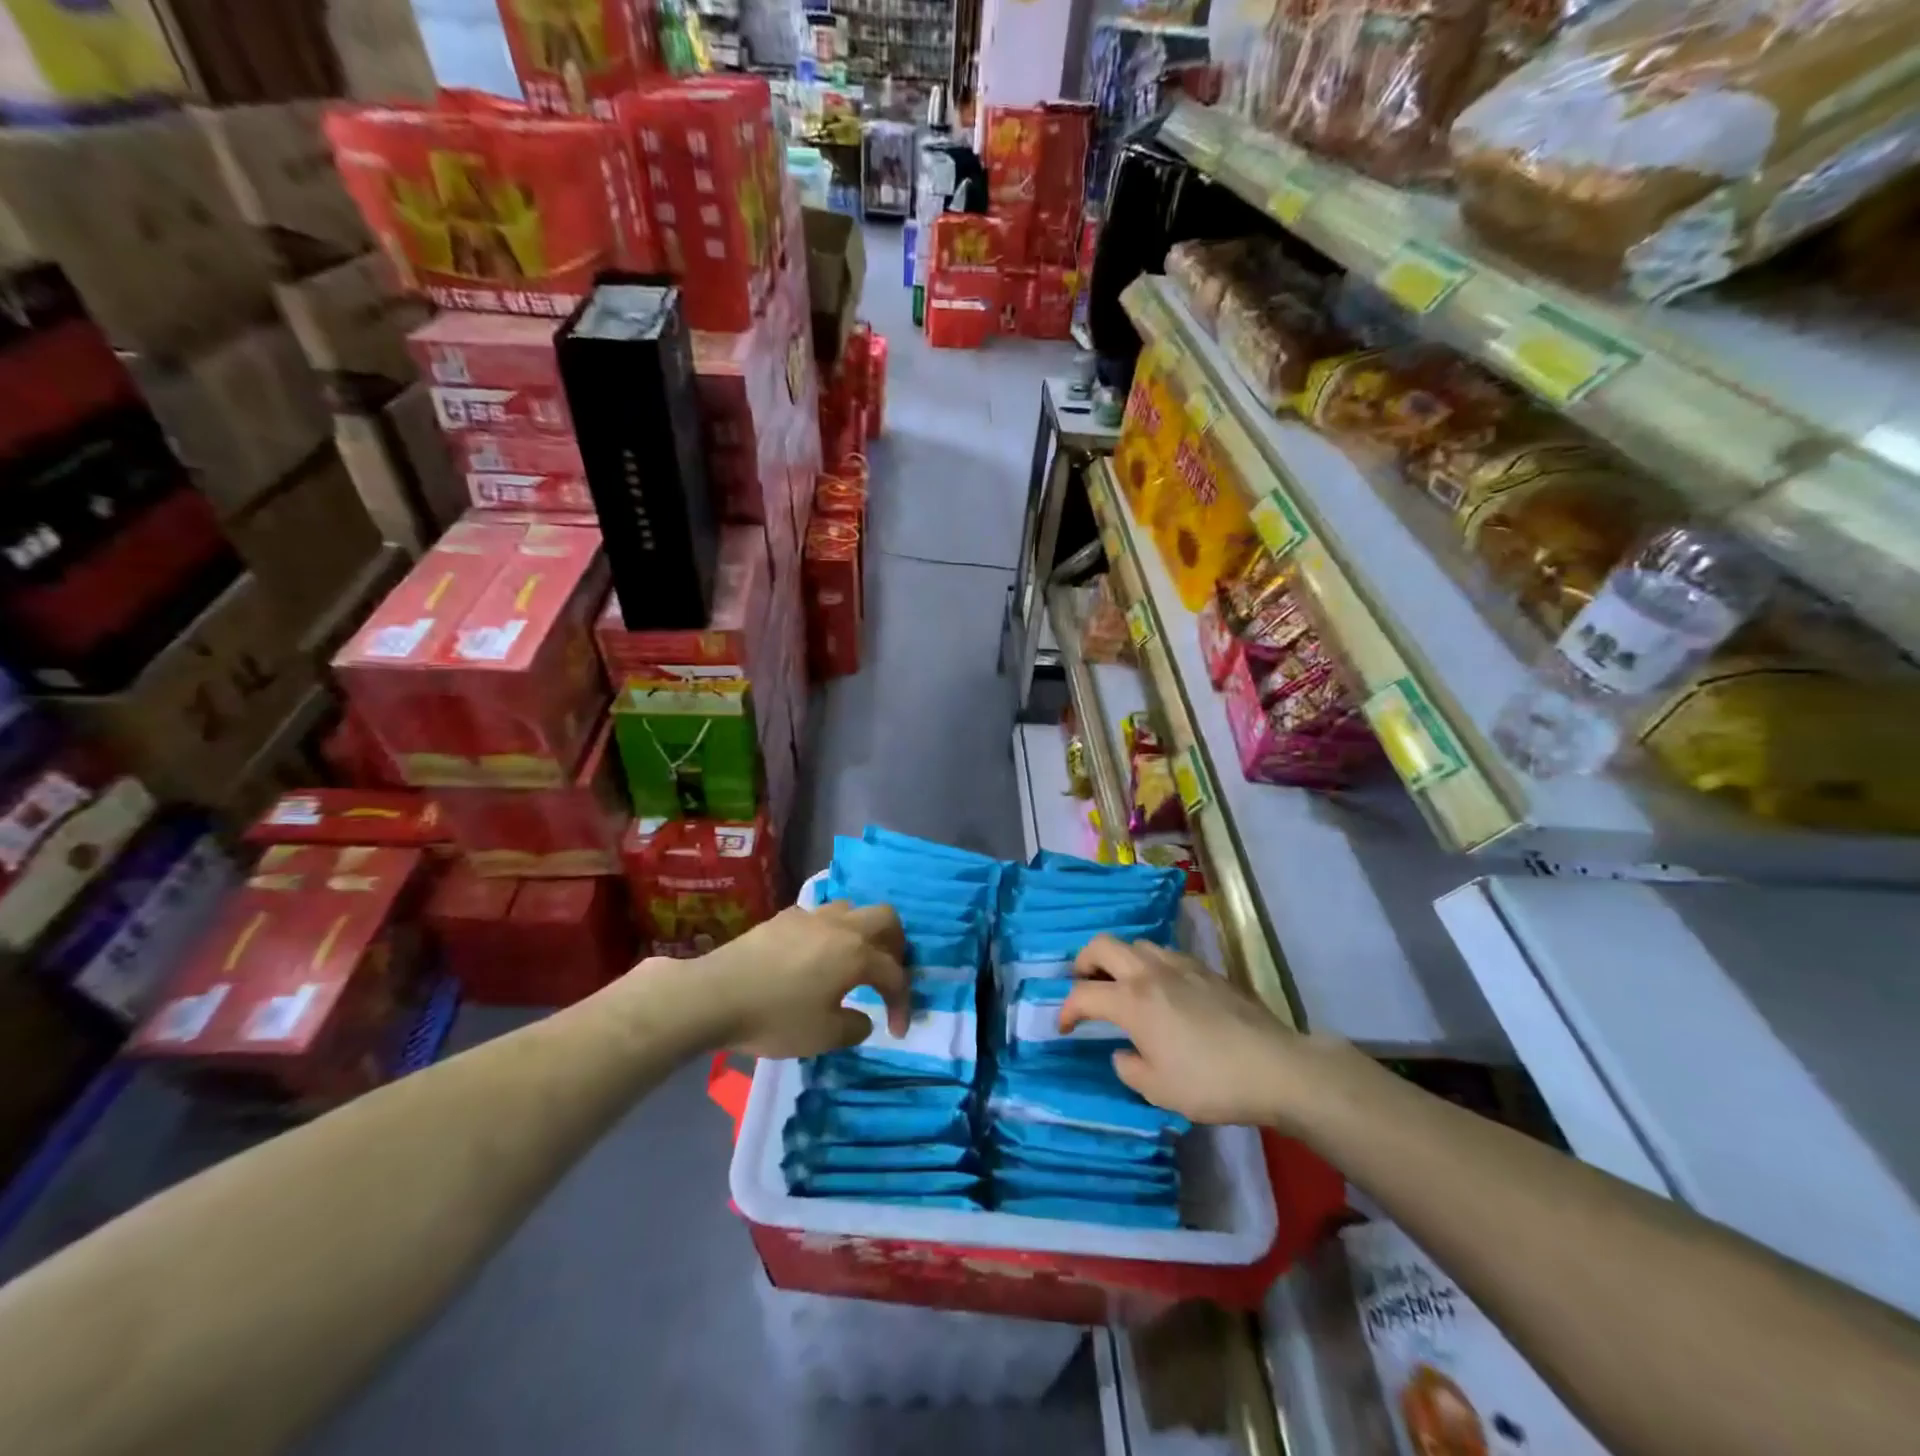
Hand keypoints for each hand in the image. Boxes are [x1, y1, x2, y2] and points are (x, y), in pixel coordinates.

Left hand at [701, 901, 909, 1058]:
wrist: (714, 995)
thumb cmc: (775, 1017)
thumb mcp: (823, 1036)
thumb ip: (854, 1027)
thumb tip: (863, 1017)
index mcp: (856, 954)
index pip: (895, 973)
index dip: (902, 1001)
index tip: (897, 1031)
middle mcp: (840, 926)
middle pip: (885, 918)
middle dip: (896, 945)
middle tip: (888, 972)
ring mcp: (810, 916)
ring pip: (851, 909)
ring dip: (862, 932)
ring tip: (853, 960)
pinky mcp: (783, 917)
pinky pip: (819, 916)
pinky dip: (829, 932)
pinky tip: (813, 956)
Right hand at [1059, 935, 1336, 1128]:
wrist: (1274, 1067)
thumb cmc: (1210, 1082)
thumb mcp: (1158, 1090)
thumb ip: (1129, 1068)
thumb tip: (1123, 1052)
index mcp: (1132, 1000)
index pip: (1083, 994)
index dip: (1065, 1009)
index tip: (1064, 1027)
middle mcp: (1150, 972)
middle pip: (1102, 946)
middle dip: (1083, 962)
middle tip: (1084, 985)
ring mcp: (1180, 965)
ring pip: (1136, 944)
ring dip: (1119, 960)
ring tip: (1123, 986)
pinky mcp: (1206, 969)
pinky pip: (1165, 954)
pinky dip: (1150, 965)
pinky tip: (1163, 990)